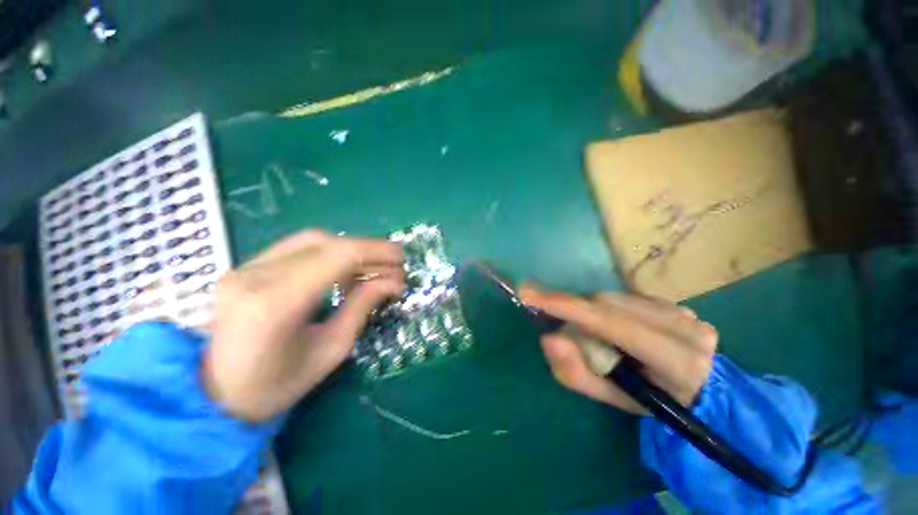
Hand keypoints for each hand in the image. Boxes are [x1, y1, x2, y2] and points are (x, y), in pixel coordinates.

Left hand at [203, 230, 404, 421]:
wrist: (212, 395)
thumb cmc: (275, 386)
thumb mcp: (330, 350)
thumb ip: (362, 306)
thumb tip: (393, 281)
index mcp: (275, 304)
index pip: (336, 257)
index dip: (376, 252)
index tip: (401, 259)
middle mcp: (255, 275)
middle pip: (325, 243)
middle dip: (367, 249)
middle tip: (393, 263)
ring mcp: (245, 268)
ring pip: (312, 240)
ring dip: (350, 249)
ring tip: (373, 267)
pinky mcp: (246, 267)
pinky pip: (298, 248)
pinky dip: (330, 253)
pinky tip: (345, 269)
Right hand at [519, 286, 717, 413]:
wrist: (695, 388)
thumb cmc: (651, 401)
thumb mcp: (611, 398)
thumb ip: (577, 373)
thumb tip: (549, 338)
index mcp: (677, 362)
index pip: (613, 324)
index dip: (567, 307)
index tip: (529, 294)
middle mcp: (685, 328)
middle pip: (608, 306)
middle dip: (573, 308)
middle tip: (546, 311)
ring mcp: (683, 311)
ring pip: (614, 298)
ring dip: (588, 309)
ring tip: (584, 329)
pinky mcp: (673, 302)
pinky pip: (623, 297)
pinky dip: (603, 308)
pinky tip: (607, 325)